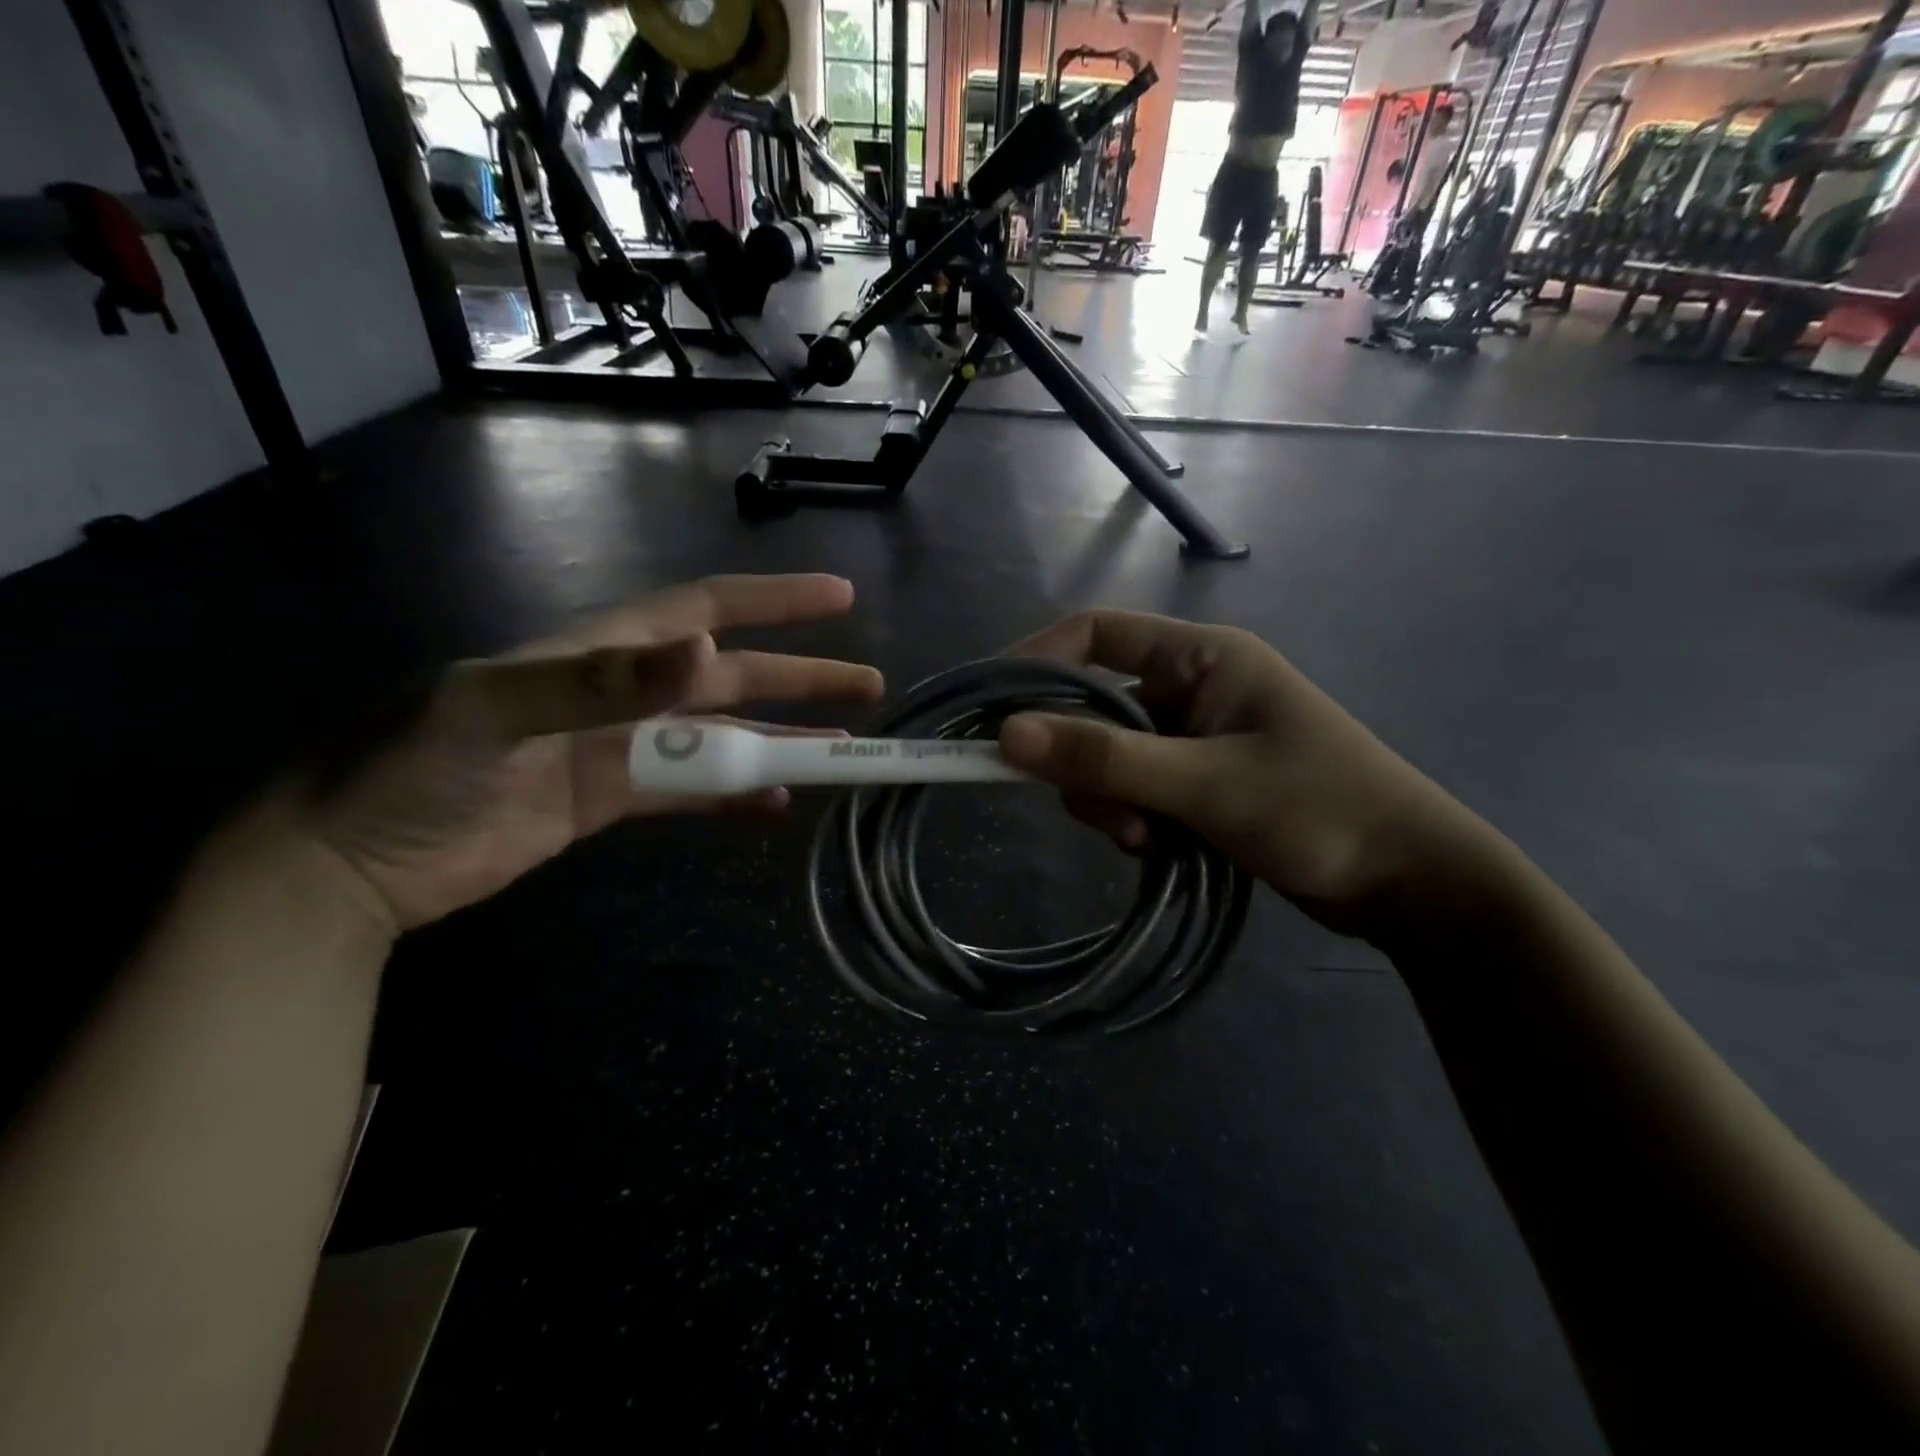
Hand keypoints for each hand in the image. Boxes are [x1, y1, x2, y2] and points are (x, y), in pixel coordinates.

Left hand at [281, 575, 882, 933]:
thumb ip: (599, 682)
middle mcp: (621, 691)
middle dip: (800, 676)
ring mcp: (619, 748)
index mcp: (599, 651)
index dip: (773, 601)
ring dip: (779, 740)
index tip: (839, 597)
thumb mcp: (491, 711)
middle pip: (729, 678)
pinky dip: (734, 795)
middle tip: (869, 685)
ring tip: (839, 751)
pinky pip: (690, 792)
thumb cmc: (405, 771)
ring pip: (720, 738)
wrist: (345, 864)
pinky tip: (775, 804)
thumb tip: (705, 652)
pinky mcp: (610, 800)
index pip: (704, 610)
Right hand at [996, 611, 1493, 938]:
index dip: (1037, 662)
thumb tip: (1007, 735)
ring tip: (1146, 840)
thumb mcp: (1206, 785)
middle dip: (1083, 761)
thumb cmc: (1319, 811)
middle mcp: (1192, 687)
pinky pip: (1134, 788)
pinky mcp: (1197, 781)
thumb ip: (1107, 759)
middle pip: (1094, 705)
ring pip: (1109, 756)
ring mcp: (1194, 737)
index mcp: (1201, 657)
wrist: (1408, 883)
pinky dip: (1131, 817)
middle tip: (1106, 814)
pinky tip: (1158, 848)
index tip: (992, 709)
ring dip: (1109, 799)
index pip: (1096, 635)